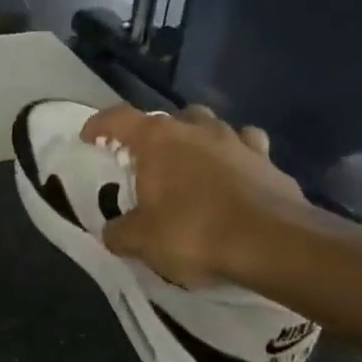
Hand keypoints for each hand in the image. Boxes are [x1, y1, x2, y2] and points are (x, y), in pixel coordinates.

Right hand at [81, 104, 306, 288]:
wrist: (272, 242)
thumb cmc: (194, 232)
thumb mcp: (141, 241)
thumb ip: (119, 232)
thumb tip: (113, 231)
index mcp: (158, 140)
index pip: (119, 118)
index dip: (100, 125)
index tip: (88, 137)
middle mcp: (197, 129)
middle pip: (168, 118)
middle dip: (153, 135)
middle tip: (146, 161)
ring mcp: (237, 141)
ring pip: (210, 126)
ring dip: (196, 140)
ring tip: (190, 165)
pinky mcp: (269, 161)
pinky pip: (246, 148)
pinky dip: (235, 157)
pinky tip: (234, 176)